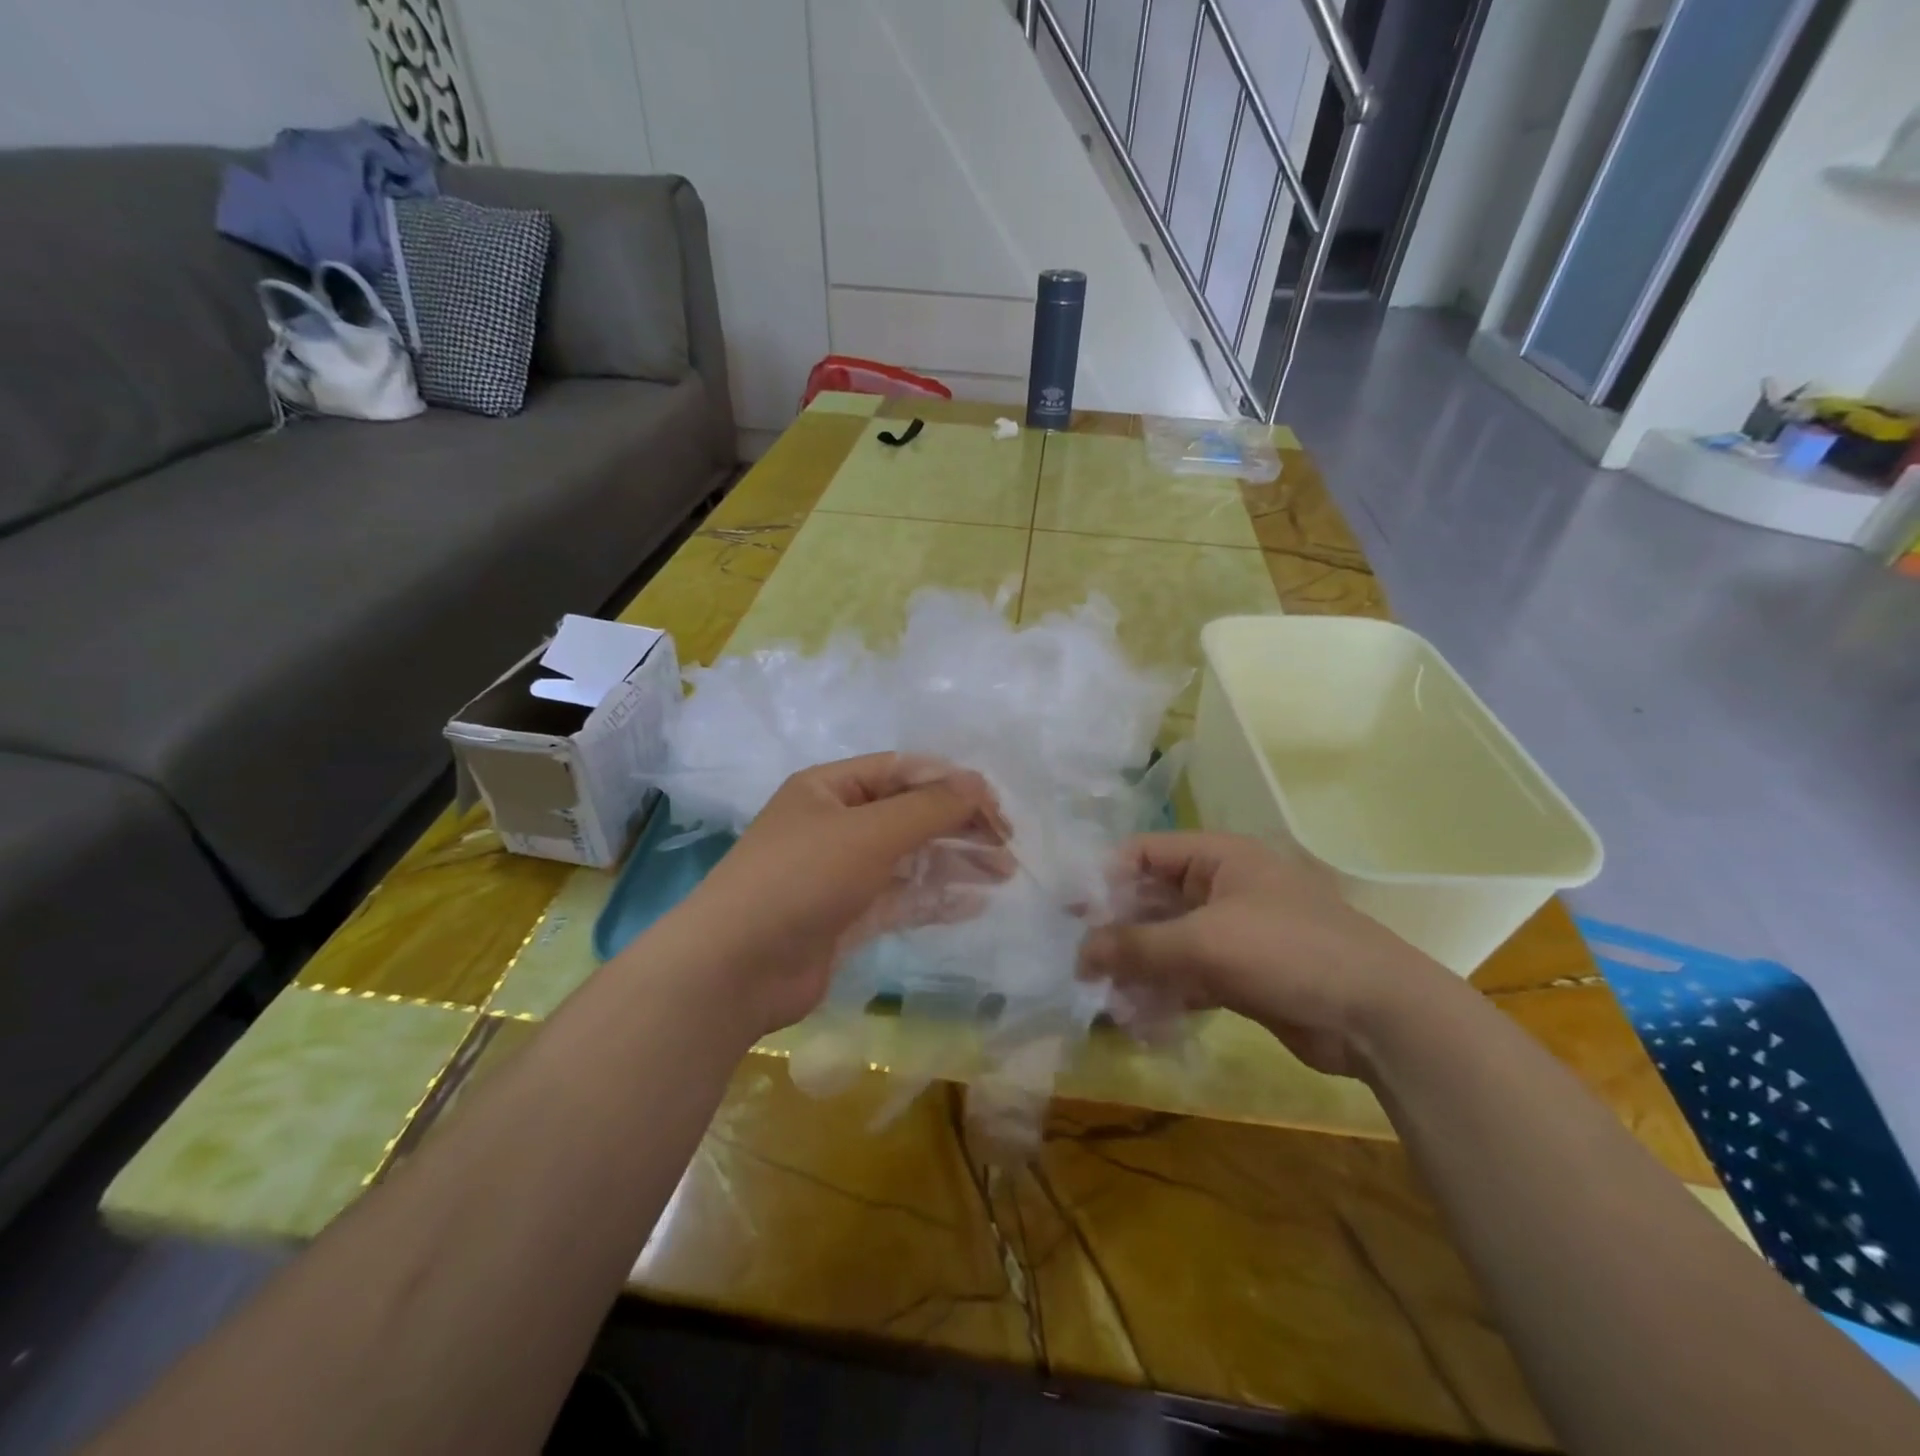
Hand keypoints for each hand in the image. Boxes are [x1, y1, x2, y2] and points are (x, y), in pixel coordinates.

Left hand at [673, 754, 1008, 1036]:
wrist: (736, 968)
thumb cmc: (802, 879)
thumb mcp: (870, 832)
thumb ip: (930, 807)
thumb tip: (980, 784)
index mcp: (830, 788)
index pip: (903, 771)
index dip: (951, 783)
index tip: (995, 806)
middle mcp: (835, 824)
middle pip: (910, 814)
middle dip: (959, 825)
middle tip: (1007, 844)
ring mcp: (841, 873)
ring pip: (910, 858)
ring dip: (955, 862)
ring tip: (1004, 872)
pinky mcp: (847, 916)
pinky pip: (901, 898)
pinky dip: (935, 898)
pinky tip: (974, 904)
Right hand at [1078, 832, 1449, 1078]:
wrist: (1378, 1015)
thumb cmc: (1288, 952)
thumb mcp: (1204, 942)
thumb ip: (1136, 946)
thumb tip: (1079, 954)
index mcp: (1217, 859)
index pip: (1144, 853)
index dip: (1105, 878)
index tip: (1070, 913)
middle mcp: (1222, 888)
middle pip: (1152, 900)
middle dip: (1117, 931)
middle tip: (1080, 962)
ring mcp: (1233, 933)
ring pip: (1168, 943)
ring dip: (1137, 968)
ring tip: (1104, 997)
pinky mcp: (1242, 975)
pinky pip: (1189, 976)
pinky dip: (1164, 993)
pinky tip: (1138, 1018)